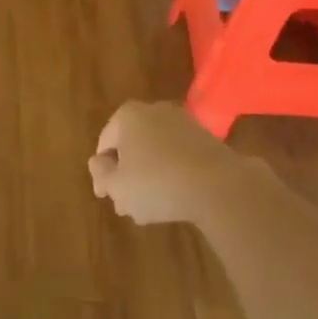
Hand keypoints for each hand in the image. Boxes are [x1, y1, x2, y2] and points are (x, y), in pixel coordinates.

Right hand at [88, 101, 248, 226]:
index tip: (106, 196)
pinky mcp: (207, 139)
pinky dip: (173, 174)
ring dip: (150, 176)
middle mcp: (154, 110)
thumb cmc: (157, 183)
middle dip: (127, 175)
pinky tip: (176, 199)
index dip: (102, 173)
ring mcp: (184, 123)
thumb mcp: (117, 186)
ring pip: (156, 152)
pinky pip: (180, 157)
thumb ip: (101, 175)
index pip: (104, 144)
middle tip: (127, 204)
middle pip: (132, 146)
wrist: (219, 185)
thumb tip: (98, 164)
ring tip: (151, 208)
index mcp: (127, 115)